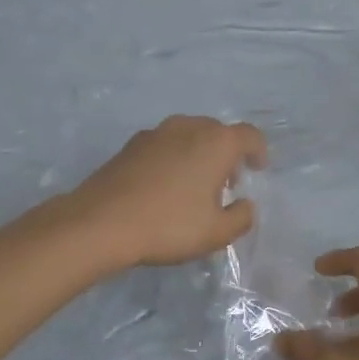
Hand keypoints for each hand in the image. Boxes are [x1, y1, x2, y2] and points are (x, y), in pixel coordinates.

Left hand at [69, 116, 267, 268]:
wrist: (100, 223)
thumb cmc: (169, 225)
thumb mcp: (217, 232)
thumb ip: (241, 217)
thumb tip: (245, 204)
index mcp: (216, 142)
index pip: (249, 136)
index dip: (258, 151)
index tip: (258, 169)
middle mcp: (188, 127)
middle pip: (218, 132)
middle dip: (228, 154)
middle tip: (227, 183)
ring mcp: (156, 132)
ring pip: (189, 136)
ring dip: (199, 155)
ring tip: (195, 186)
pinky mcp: (131, 145)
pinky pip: (165, 145)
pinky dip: (174, 158)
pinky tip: (165, 187)